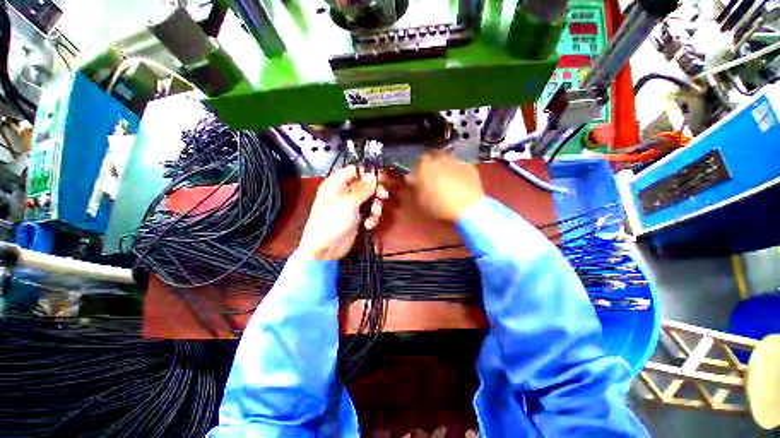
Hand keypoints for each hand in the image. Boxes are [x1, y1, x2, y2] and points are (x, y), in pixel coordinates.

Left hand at [298, 165, 388, 259]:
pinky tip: (368, 224)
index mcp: (336, 184)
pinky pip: (369, 212)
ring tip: (373, 215)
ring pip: (369, 199)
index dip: (367, 173)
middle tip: (383, 196)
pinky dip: (371, 217)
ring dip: (375, 207)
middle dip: (375, 192)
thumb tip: (373, 176)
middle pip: (365, 185)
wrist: (326, 247)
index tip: (380, 178)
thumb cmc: (331, 221)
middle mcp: (344, 192)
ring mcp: (350, 205)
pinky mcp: (356, 217)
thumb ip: (363, 189)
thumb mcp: (349, 202)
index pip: (354, 170)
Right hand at [408, 151, 483, 221]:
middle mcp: (440, 159)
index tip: (417, 178)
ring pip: (446, 159)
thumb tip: (412, 178)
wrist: (469, 206)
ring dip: (444, 165)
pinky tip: (458, 180)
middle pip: (432, 157)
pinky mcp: (469, 165)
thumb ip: (416, 186)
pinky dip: (456, 170)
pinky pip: (459, 165)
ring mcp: (455, 160)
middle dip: (430, 165)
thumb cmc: (440, 205)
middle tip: (431, 177)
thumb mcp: (422, 200)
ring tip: (446, 177)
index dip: (417, 170)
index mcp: (425, 166)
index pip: (416, 163)